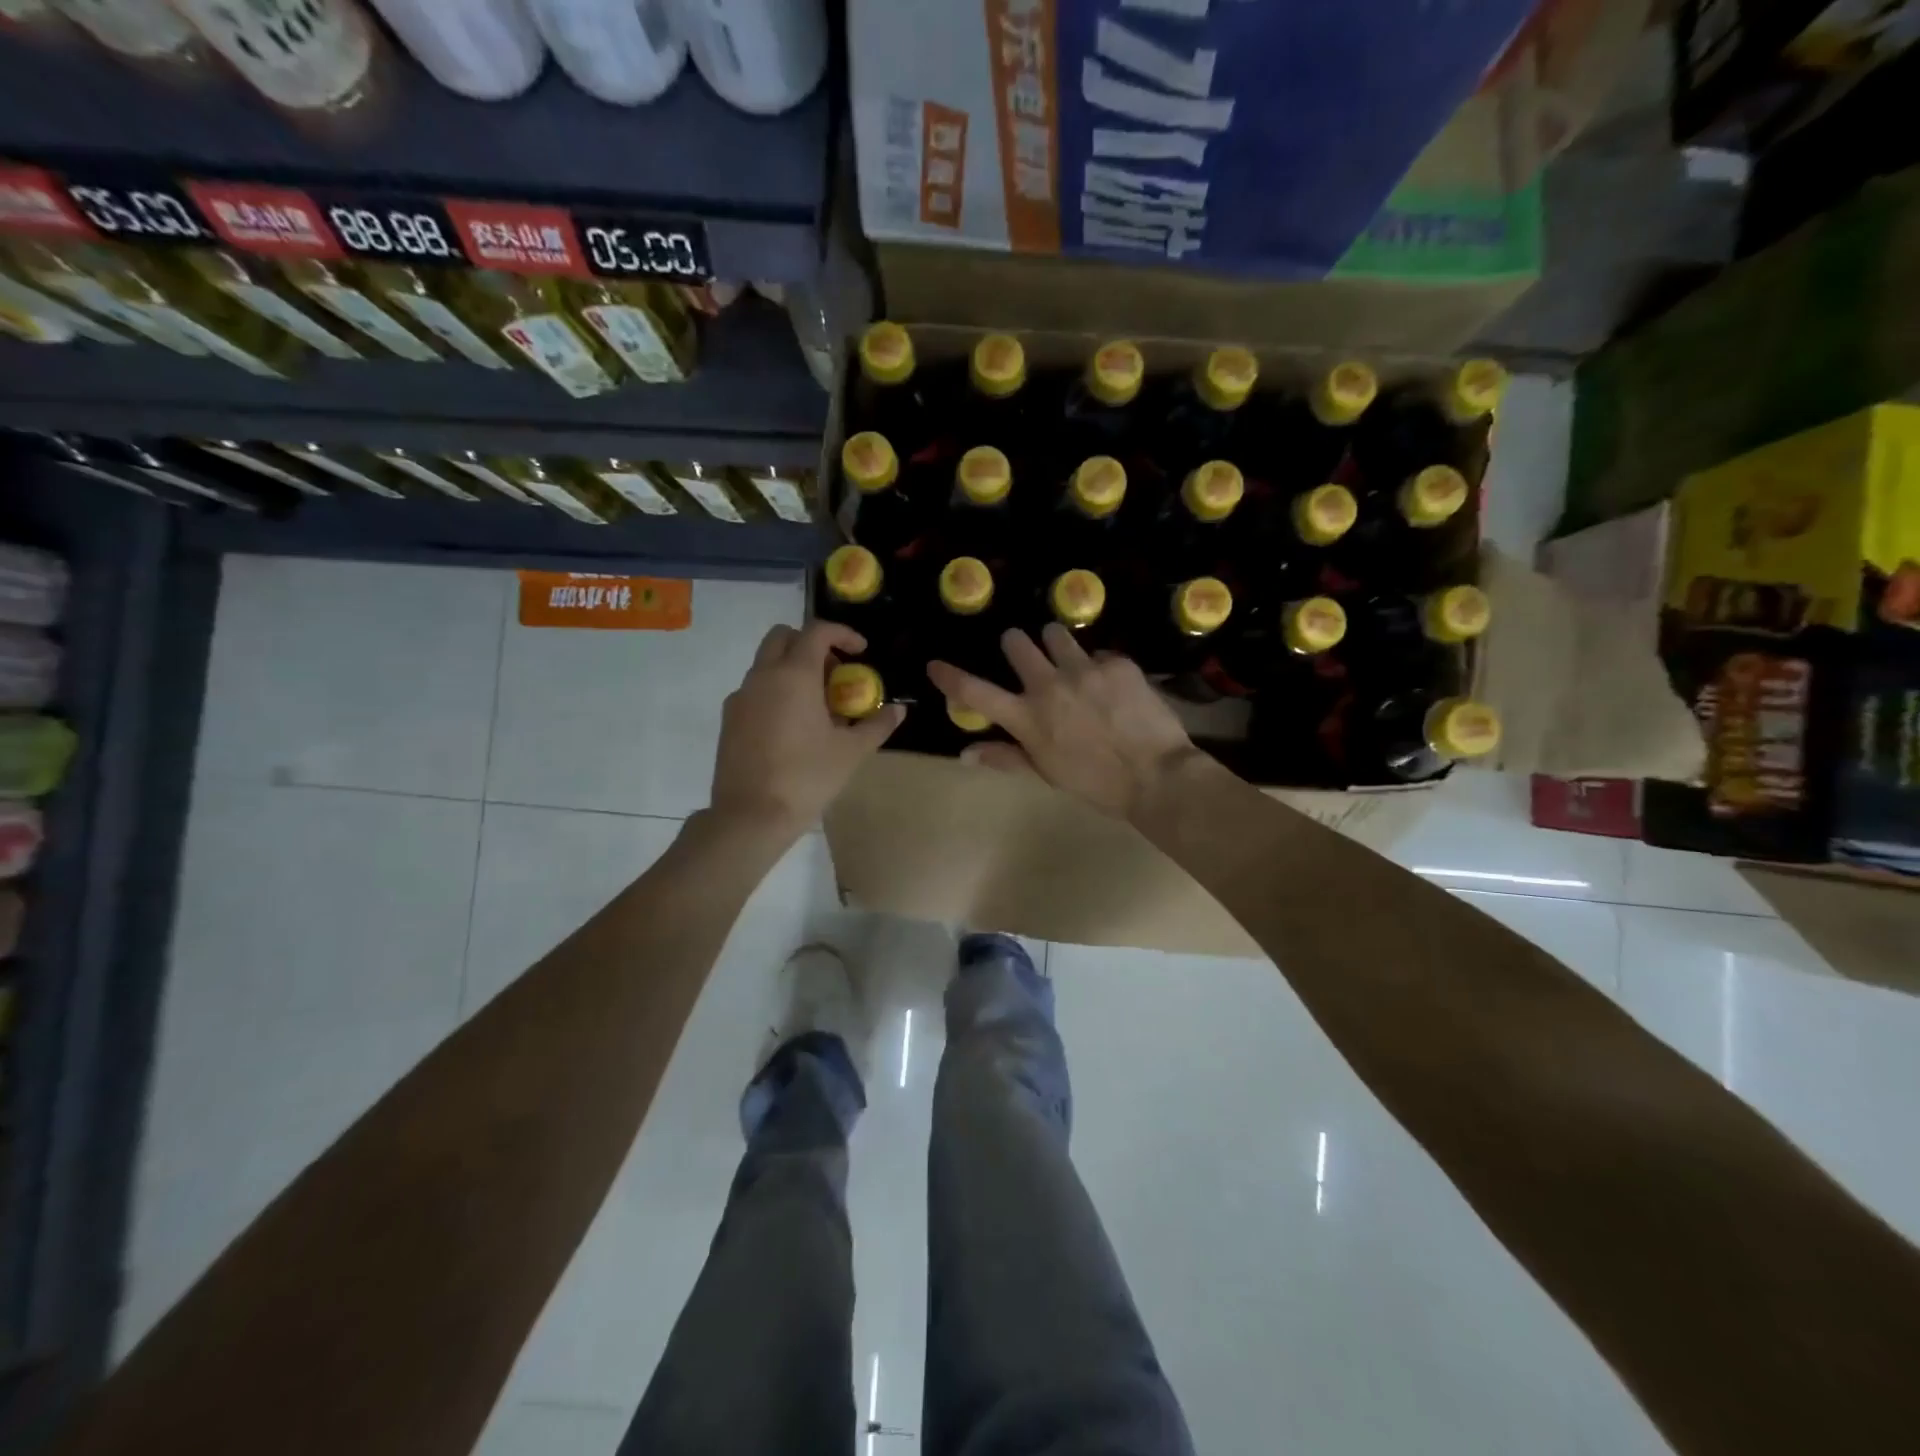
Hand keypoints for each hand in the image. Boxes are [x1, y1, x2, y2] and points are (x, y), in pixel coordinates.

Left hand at [710, 620, 903, 838]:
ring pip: (766, 663)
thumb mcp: (851, 752)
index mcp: (794, 675)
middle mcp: (762, 676)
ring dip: (792, 668)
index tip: (861, 651)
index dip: (842, 634)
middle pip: (783, 637)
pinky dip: (776, 691)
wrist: (751, 816)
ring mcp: (741, 697)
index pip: (817, 631)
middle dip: (811, 644)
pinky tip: (792, 726)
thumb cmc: (807, 777)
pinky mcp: (729, 719)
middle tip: (835, 673)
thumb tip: (898, 710)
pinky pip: (755, 689)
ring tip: (818, 704)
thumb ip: (877, 724)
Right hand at [927, 625, 1195, 818]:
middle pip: (1016, 643)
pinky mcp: (1117, 662)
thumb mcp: (1047, 773)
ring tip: (1069, 660)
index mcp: (1027, 718)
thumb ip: (1005, 757)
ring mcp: (1084, 669)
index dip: (951, 677)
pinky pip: (1098, 652)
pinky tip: (1112, 685)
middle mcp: (1049, 686)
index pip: (976, 693)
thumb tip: (965, 754)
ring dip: (1056, 644)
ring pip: (1056, 634)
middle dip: (1015, 644)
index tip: (934, 665)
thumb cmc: (1096, 783)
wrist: (1156, 775)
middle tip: (1024, 654)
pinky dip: (1098, 665)